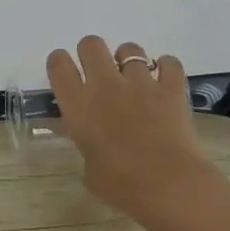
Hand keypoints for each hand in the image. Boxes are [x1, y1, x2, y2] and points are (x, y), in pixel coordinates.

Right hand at [46, 36, 215, 222]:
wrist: (168, 186)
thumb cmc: (120, 185)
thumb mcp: (89, 169)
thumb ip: (87, 145)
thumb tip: (92, 142)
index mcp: (78, 105)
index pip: (58, 64)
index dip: (60, 62)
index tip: (65, 72)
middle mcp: (105, 85)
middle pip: (91, 44)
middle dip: (92, 53)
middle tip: (99, 73)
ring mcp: (140, 82)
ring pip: (129, 49)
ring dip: (128, 61)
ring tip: (134, 79)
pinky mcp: (171, 87)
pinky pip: (169, 62)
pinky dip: (166, 68)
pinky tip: (164, 81)